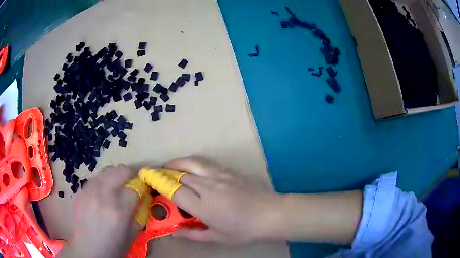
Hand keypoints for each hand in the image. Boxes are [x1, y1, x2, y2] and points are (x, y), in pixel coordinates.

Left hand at [58, 165, 142, 257]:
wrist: (86, 249)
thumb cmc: (112, 246)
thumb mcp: (132, 234)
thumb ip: (139, 214)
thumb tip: (143, 198)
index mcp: (119, 210)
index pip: (136, 187)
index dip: (142, 187)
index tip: (142, 191)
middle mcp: (104, 195)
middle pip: (121, 170)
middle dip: (129, 176)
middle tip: (130, 186)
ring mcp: (89, 190)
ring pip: (106, 171)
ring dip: (114, 177)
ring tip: (114, 189)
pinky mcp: (80, 191)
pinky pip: (95, 179)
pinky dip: (102, 183)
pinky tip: (101, 195)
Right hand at [165, 157, 282, 244]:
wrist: (270, 214)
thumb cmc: (244, 230)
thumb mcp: (217, 237)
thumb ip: (193, 233)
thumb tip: (174, 232)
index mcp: (203, 206)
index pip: (175, 192)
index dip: (161, 186)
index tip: (151, 183)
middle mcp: (208, 187)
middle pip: (181, 175)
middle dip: (166, 173)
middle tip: (157, 175)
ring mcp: (219, 176)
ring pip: (192, 163)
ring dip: (178, 163)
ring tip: (169, 165)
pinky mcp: (229, 172)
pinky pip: (206, 164)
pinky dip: (193, 163)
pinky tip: (192, 168)